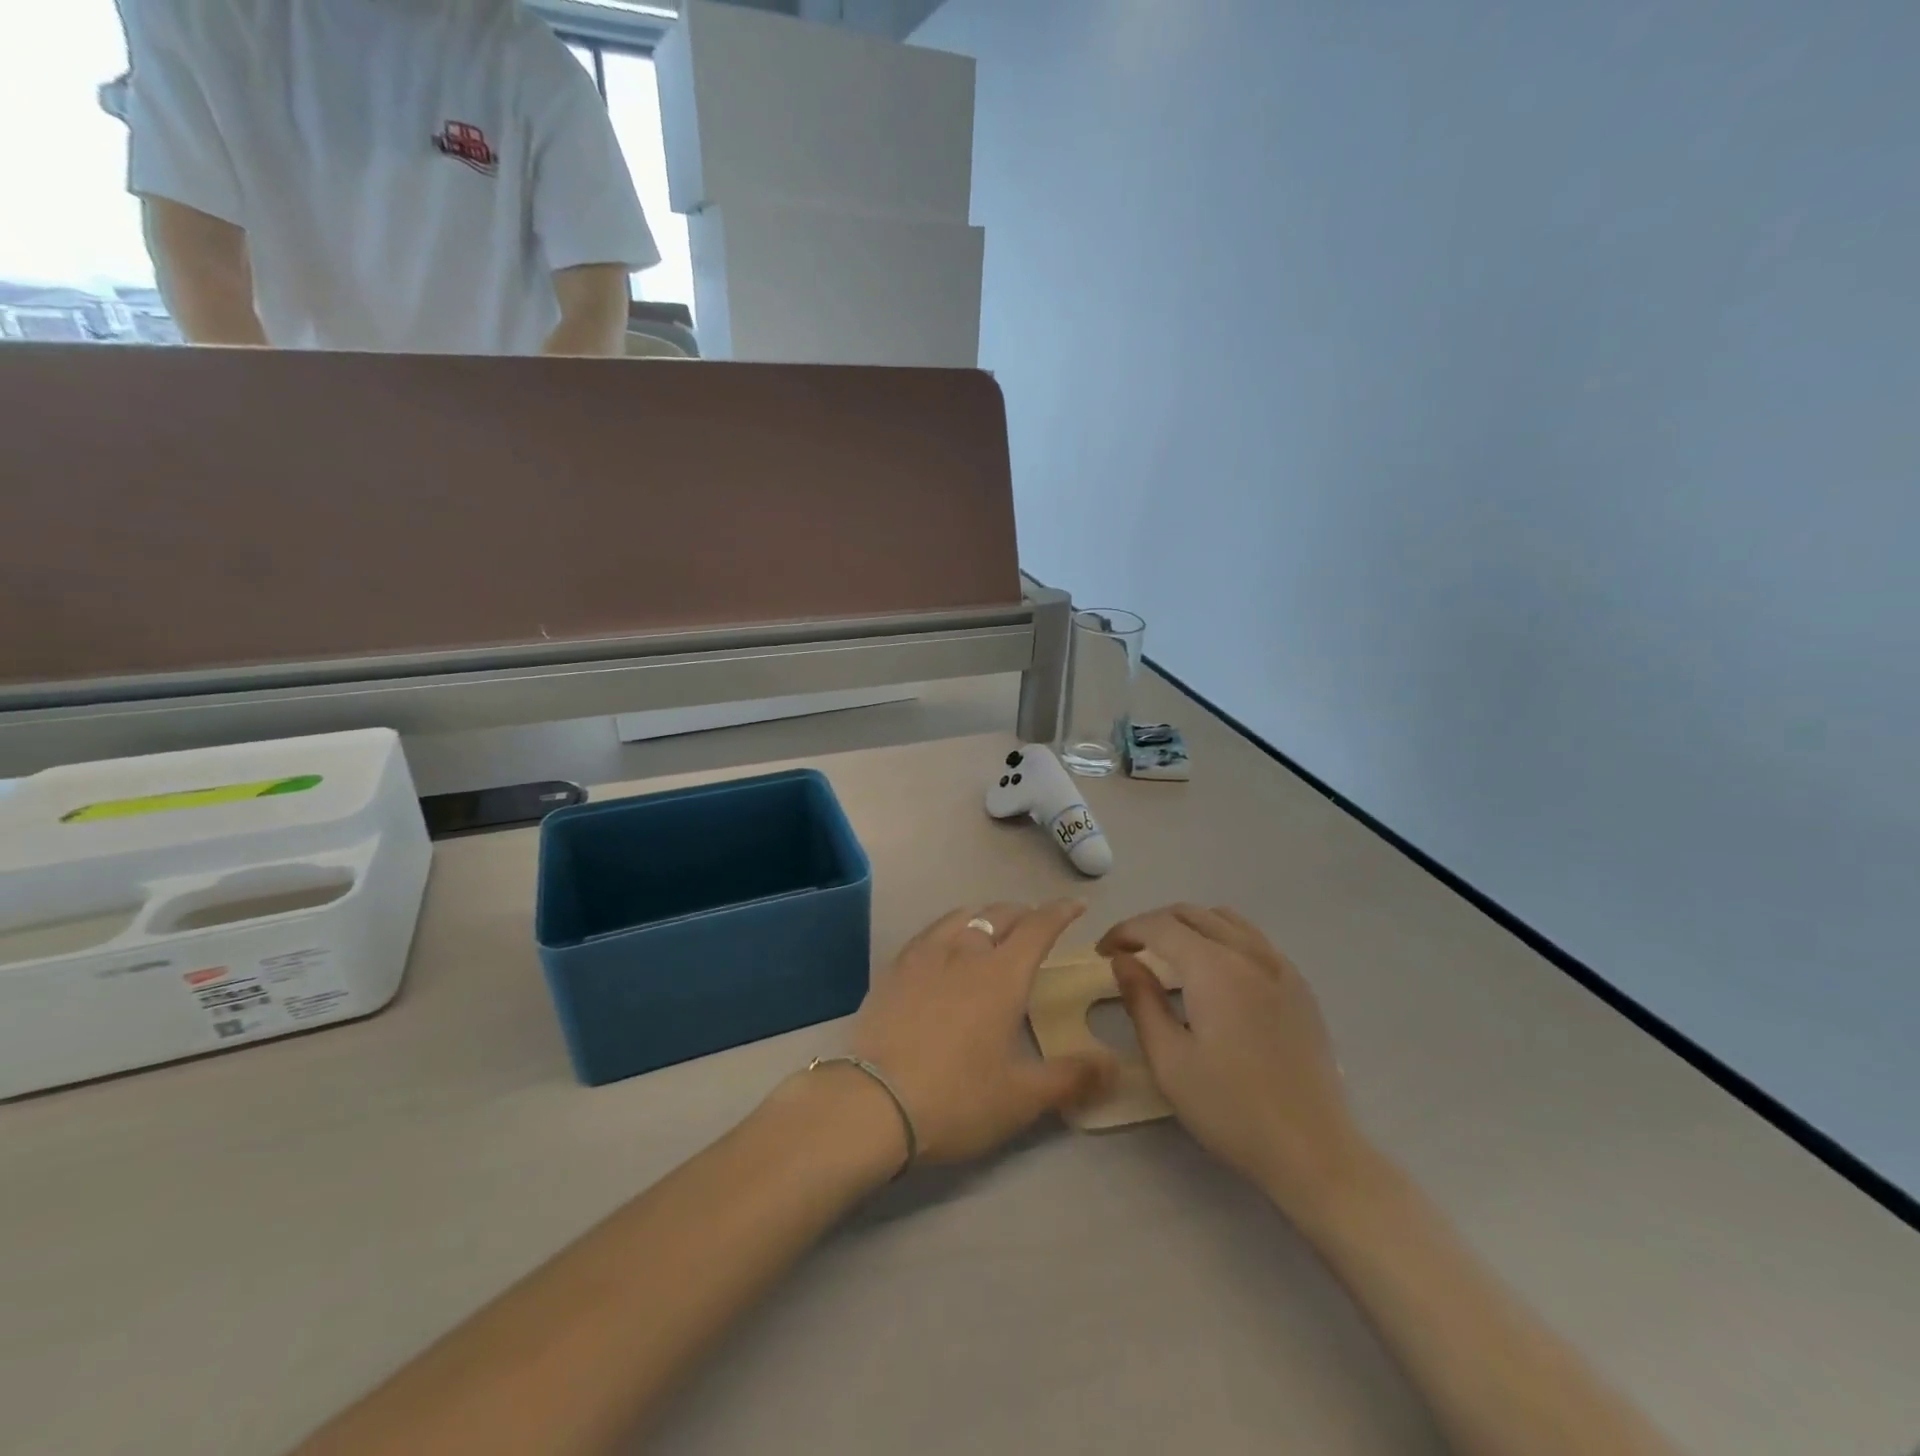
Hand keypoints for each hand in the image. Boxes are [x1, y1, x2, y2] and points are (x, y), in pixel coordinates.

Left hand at [850, 902, 1114, 1164]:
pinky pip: (929, 933)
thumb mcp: (1022, 1097)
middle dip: (1023, 913)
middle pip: (999, 915)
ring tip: (991, 928)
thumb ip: (1071, 1078)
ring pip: (961, 916)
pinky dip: (949, 929)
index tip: (1075, 905)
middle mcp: (965, 952)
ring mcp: (924, 956)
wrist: (873, 1103)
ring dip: (984, 916)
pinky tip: (944, 948)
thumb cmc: (956, 1098)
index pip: (1038, 928)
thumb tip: (1115, 1067)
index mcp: (1002, 975)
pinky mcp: (894, 969)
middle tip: (1035, 925)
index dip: (1060, 913)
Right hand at [1099, 905, 1361, 1210]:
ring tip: (1167, 954)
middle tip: (1128, 952)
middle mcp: (1248, 953)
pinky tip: (1215, 972)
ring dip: (1188, 925)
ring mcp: (1280, 967)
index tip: (1103, 952)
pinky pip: (1254, 939)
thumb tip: (1122, 960)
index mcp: (1213, 968)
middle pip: (1191, 914)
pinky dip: (1222, 937)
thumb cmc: (1230, 1109)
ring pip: (1225, 919)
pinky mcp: (1299, 986)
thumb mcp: (1168, 1060)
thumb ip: (1141, 1000)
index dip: (1124, 931)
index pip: (1158, 926)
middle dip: (1152, 924)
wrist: (1313, 1151)